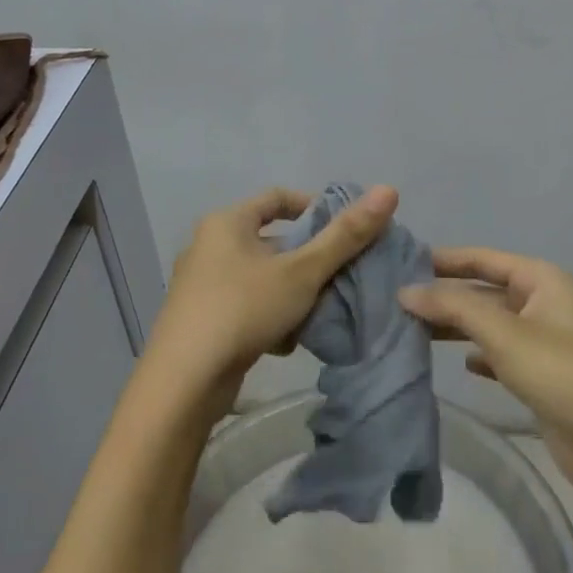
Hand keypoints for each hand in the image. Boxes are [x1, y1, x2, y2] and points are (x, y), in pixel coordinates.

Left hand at [138, 185, 399, 418]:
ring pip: (262, 278)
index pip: (277, 199)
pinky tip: (286, 342)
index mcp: (226, 223)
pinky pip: (247, 306)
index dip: (314, 207)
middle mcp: (209, 247)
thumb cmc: (243, 310)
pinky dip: (270, 318)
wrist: (184, 383)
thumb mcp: (302, 271)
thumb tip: (389, 190)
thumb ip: (346, 235)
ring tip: (318, 314)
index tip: (344, 229)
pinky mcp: (201, 320)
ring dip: (292, 294)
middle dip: (308, 261)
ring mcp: (201, 286)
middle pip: (272, 242)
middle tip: (340, 276)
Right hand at [400, 248, 572, 500]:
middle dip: (446, 295)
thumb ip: (453, 307)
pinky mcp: (542, 373)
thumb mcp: (504, 334)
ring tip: (413, 329)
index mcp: (543, 280)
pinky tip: (460, 363)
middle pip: (485, 290)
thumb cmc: (561, 374)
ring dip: (457, 325)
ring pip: (490, 323)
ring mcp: (545, 339)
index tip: (403, 263)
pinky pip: (501, 352)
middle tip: (399, 300)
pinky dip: (479, 354)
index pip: (485, 258)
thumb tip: (405, 291)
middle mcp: (545, 302)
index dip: (445, 259)